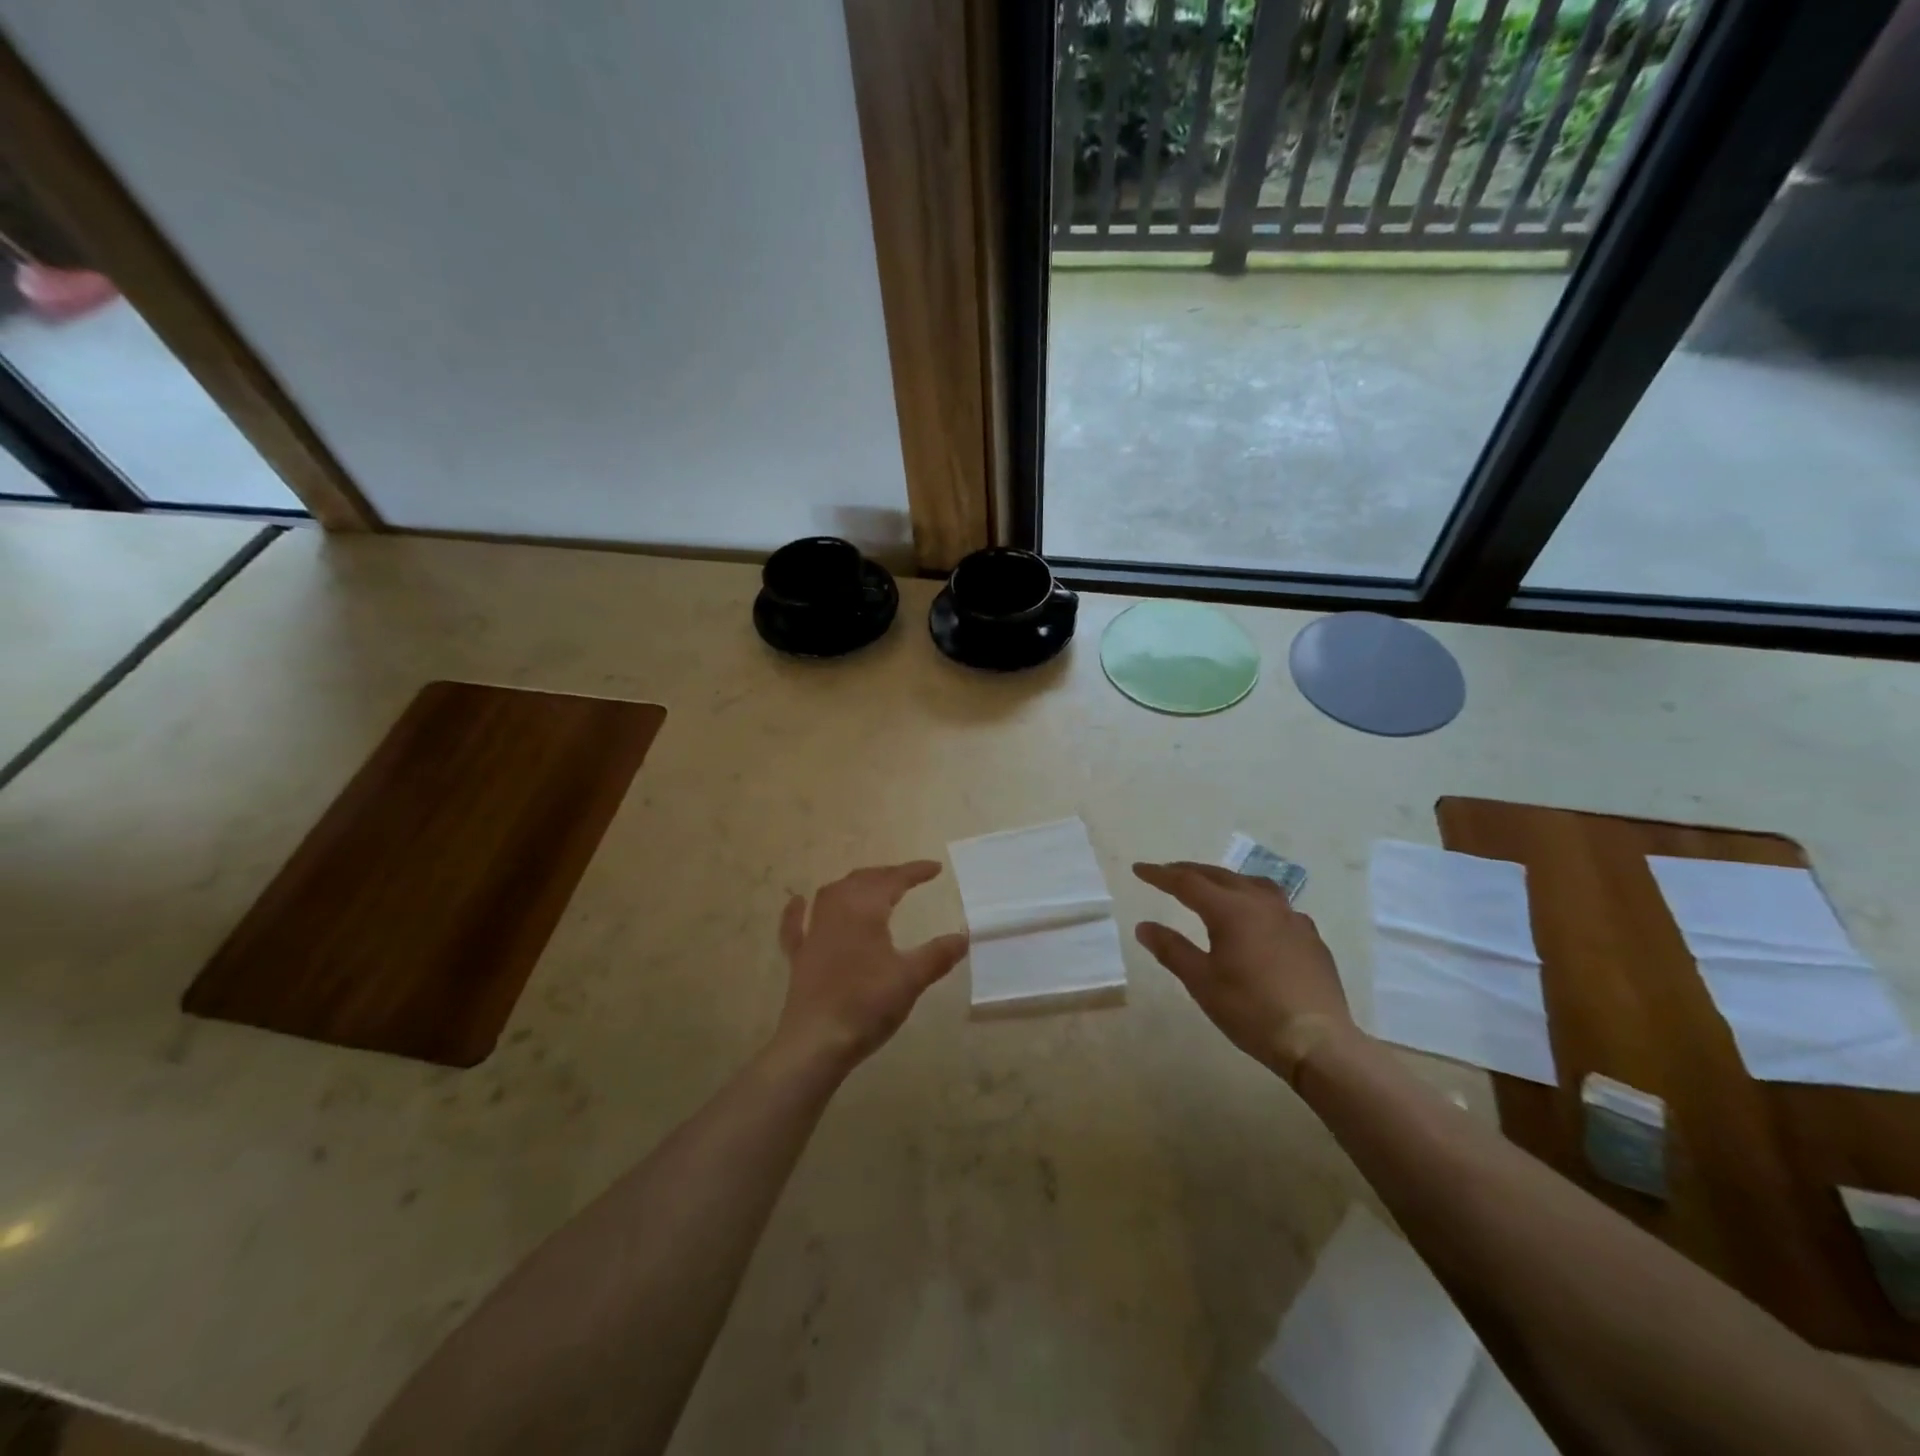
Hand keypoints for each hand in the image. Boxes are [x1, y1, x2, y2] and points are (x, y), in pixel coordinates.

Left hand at [772, 861, 968, 1070]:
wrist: (816, 1042)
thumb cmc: (866, 1005)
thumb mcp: (910, 979)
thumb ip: (938, 955)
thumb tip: (964, 936)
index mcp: (864, 910)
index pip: (893, 880)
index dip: (915, 871)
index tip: (936, 869)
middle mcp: (836, 911)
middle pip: (862, 880)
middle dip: (886, 874)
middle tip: (908, 878)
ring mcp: (813, 932)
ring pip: (832, 894)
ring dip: (853, 885)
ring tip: (870, 886)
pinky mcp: (799, 956)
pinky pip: (796, 925)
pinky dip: (797, 911)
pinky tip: (798, 902)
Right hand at [1133, 861, 1354, 1079]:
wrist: (1317, 1042)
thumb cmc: (1251, 1010)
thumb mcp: (1201, 982)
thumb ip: (1171, 949)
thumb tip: (1144, 926)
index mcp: (1231, 910)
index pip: (1187, 882)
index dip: (1160, 875)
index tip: (1139, 869)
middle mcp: (1262, 903)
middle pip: (1220, 876)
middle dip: (1190, 872)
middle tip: (1168, 873)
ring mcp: (1291, 918)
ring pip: (1253, 884)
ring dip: (1226, 881)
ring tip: (1214, 887)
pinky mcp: (1311, 937)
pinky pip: (1278, 906)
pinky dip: (1256, 901)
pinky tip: (1257, 920)